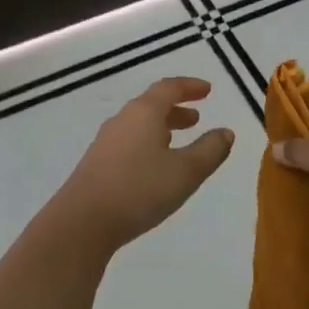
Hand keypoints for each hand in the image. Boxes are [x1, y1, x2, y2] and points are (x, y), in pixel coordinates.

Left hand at [51, 77, 234, 254]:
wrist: (83, 221)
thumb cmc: (140, 189)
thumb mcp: (185, 172)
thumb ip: (210, 150)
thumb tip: (226, 132)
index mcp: (144, 113)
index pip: (169, 88)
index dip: (190, 87)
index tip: (208, 90)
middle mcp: (123, 120)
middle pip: (151, 105)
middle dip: (176, 109)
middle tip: (196, 118)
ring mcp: (106, 142)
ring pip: (139, 125)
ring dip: (161, 127)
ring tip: (178, 140)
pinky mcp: (97, 163)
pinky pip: (128, 141)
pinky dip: (147, 143)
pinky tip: (153, 165)